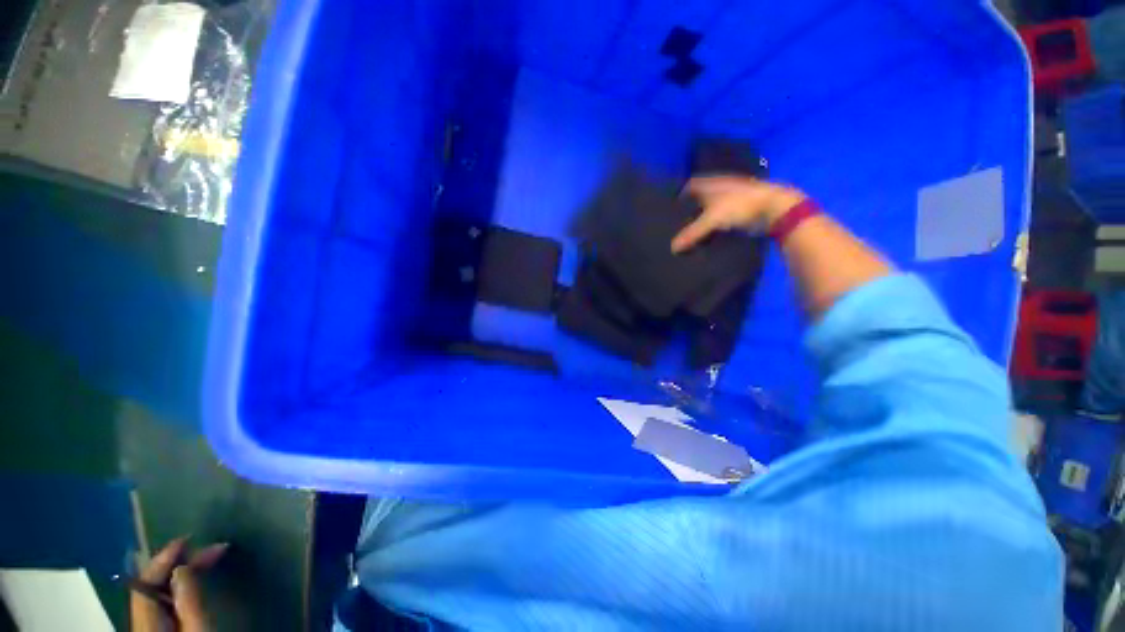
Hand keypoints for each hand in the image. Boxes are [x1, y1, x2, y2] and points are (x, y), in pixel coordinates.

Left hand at [131, 536, 226, 631]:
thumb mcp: (198, 630)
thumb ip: (188, 601)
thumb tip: (182, 567)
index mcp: (146, 620)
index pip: (147, 580)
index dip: (165, 557)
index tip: (189, 539)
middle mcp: (141, 620)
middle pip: (153, 585)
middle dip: (181, 564)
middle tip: (215, 548)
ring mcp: (148, 627)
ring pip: (160, 592)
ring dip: (183, 574)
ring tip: (209, 559)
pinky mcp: (157, 630)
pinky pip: (165, 601)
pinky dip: (181, 588)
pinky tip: (194, 582)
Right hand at [672, 176, 806, 252]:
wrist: (774, 207)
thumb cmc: (739, 206)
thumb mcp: (711, 220)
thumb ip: (692, 233)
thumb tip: (672, 248)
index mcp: (710, 183)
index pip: (689, 185)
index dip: (679, 195)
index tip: (670, 208)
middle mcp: (719, 186)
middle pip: (700, 194)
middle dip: (690, 205)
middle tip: (677, 221)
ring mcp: (732, 195)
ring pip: (712, 204)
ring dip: (703, 213)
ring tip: (691, 228)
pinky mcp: (741, 206)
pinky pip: (722, 213)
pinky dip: (715, 220)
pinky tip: (710, 231)